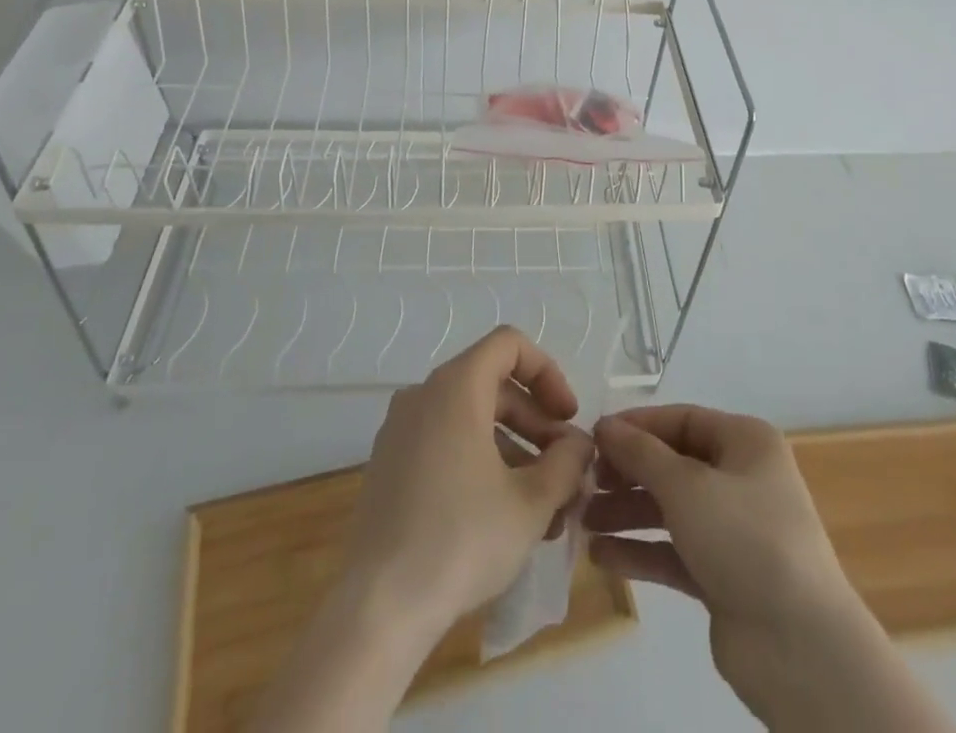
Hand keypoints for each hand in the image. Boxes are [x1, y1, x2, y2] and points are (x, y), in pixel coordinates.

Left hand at [346, 326, 594, 637]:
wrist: (377, 611)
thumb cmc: (461, 540)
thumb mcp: (531, 502)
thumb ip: (567, 462)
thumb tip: (578, 444)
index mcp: (455, 387)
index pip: (509, 345)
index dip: (547, 373)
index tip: (568, 417)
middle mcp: (423, 395)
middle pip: (493, 385)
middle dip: (536, 422)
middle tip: (564, 468)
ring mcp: (400, 431)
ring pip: (471, 419)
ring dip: (514, 450)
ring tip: (544, 505)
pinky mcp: (388, 467)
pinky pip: (445, 444)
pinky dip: (480, 463)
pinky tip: (504, 516)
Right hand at [588, 407, 951, 731]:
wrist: (799, 647)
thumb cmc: (744, 538)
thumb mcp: (687, 485)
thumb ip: (641, 453)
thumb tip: (604, 425)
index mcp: (745, 442)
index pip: (681, 420)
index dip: (637, 426)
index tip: (593, 437)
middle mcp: (741, 477)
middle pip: (673, 464)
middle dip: (628, 473)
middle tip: (583, 483)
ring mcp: (733, 529)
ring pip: (670, 509)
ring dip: (627, 513)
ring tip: (582, 521)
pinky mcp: (723, 575)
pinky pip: (674, 551)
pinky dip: (641, 551)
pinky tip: (602, 557)